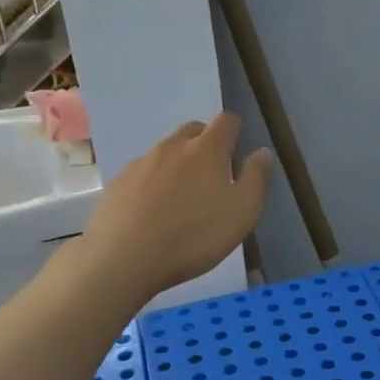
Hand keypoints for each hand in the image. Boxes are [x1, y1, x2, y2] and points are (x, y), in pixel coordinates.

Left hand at [82, 113, 273, 298]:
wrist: (123, 258)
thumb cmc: (193, 236)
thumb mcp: (242, 213)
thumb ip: (255, 179)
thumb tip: (262, 152)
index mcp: (207, 150)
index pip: (225, 121)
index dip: (234, 132)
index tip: (236, 155)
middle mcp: (172, 147)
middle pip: (193, 130)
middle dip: (205, 144)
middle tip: (211, 177)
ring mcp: (141, 163)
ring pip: (165, 152)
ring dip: (178, 164)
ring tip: (181, 200)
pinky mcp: (117, 183)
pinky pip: (142, 173)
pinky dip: (152, 184)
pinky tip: (152, 213)